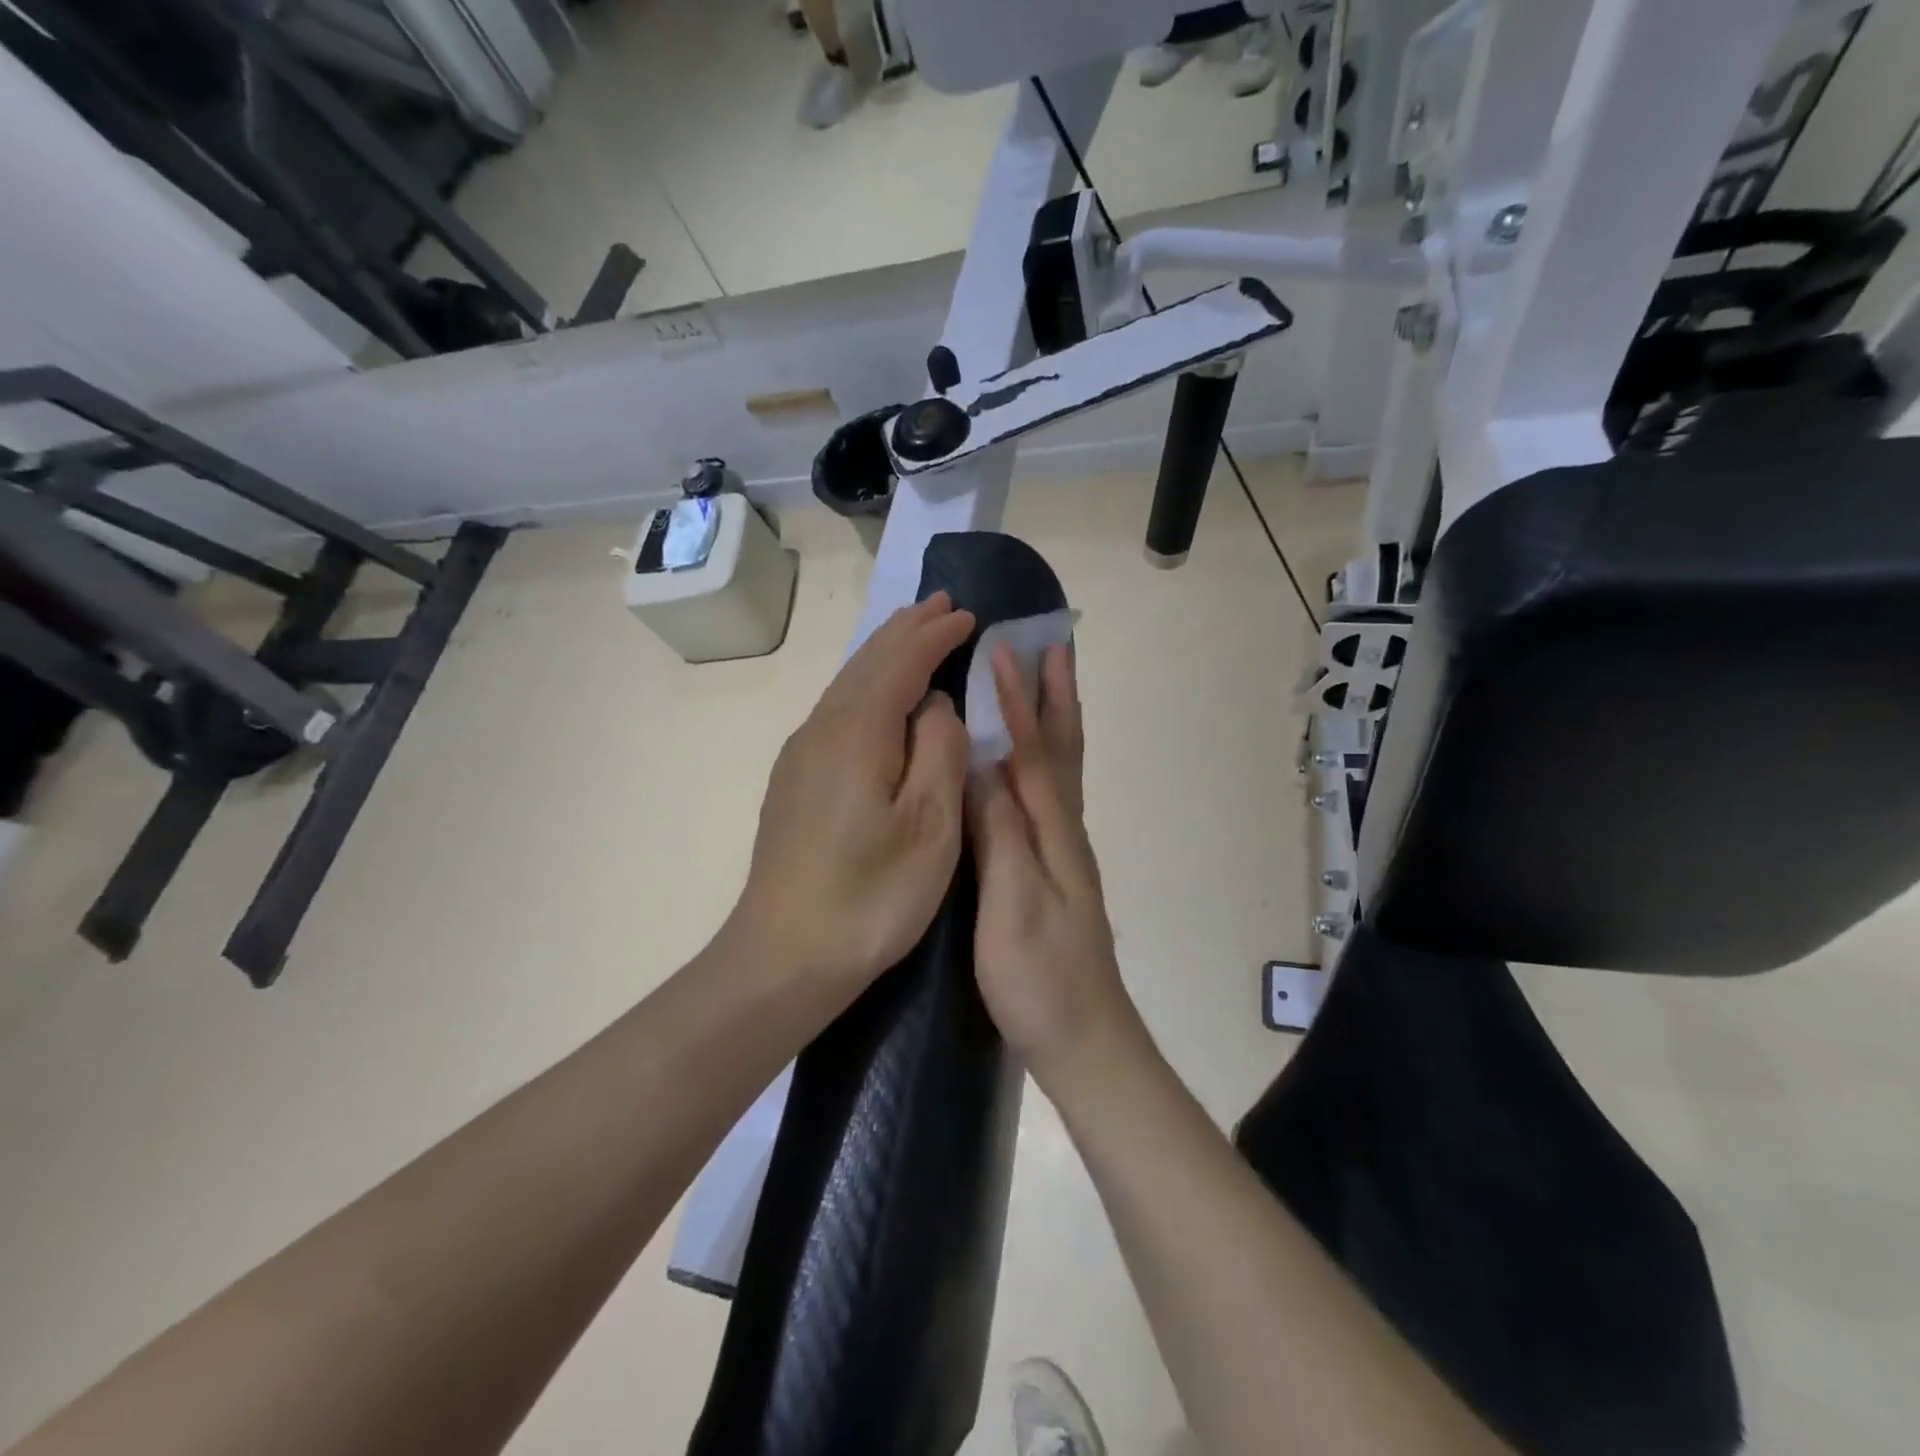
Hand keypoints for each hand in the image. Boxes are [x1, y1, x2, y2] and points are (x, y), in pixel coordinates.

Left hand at [733, 593, 974, 992]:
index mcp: (858, 732)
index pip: (902, 662)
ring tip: (913, 635)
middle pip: (868, 662)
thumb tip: (934, 707)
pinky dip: (866, 687)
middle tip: (941, 606)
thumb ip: (939, 752)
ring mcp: (801, 755)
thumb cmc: (870, 896)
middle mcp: (822, 729)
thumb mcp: (930, 827)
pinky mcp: (794, 781)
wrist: (784, 956)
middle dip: (907, 631)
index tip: (969, 615)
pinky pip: (837, 710)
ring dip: (884, 655)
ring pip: (848, 684)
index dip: (936, 635)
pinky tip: (877, 700)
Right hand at [971, 642, 1143, 1085]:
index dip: (1018, 701)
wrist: (1083, 1040)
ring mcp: (1063, 851)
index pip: (1032, 752)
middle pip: (1062, 749)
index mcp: (1053, 833)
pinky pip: (1050, 795)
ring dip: (1056, 719)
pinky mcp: (1054, 870)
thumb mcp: (1013, 906)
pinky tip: (1028, 762)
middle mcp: (1065, 830)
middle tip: (1054, 644)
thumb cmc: (1041, 979)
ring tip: (1049, 681)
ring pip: (1061, 769)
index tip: (1002, 651)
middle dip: (1056, 695)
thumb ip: (1000, 834)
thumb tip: (982, 767)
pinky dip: (1045, 759)